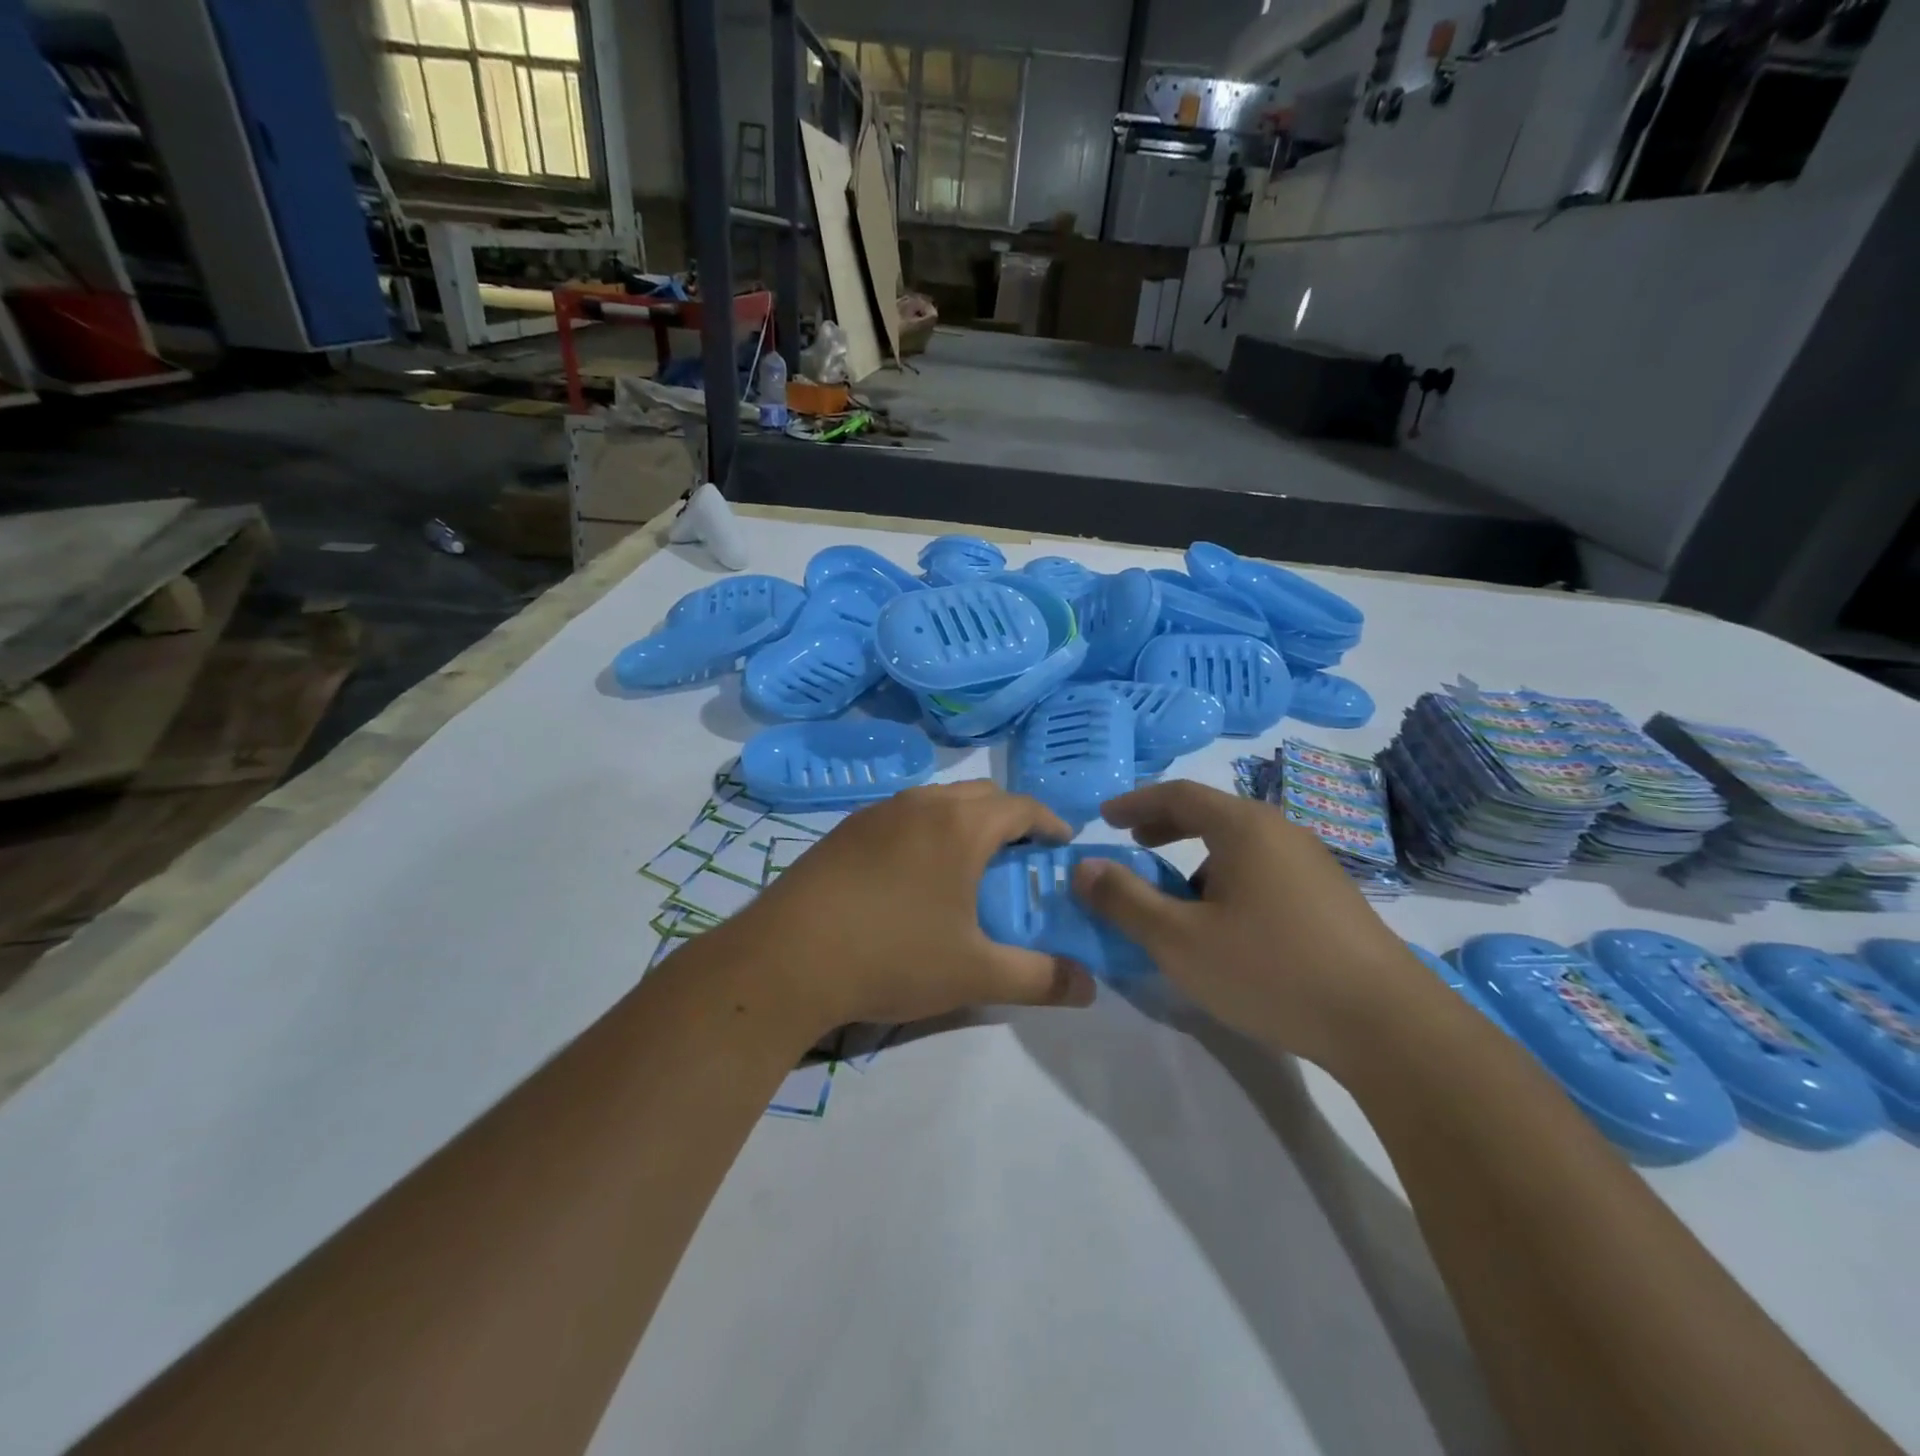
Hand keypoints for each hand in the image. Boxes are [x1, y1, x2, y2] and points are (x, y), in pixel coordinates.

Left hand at [713, 781, 1096, 1036]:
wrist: (787, 959)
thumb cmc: (892, 956)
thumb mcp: (975, 974)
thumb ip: (1040, 978)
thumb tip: (1090, 989)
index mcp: (960, 825)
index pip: (1022, 807)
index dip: (1049, 824)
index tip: (1061, 848)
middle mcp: (920, 804)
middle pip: (981, 795)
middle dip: (1009, 819)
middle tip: (1018, 861)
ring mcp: (876, 813)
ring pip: (937, 801)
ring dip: (964, 822)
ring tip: (968, 867)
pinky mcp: (844, 830)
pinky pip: (901, 816)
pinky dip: (925, 831)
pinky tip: (913, 876)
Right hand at [1071, 780, 1424, 1070]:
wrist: (1386, 1024)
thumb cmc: (1270, 970)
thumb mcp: (1179, 940)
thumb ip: (1125, 900)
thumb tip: (1083, 867)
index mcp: (1244, 828)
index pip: (1178, 794)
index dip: (1135, 802)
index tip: (1104, 817)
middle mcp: (1280, 831)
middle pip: (1212, 813)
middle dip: (1165, 825)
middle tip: (1134, 844)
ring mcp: (1312, 863)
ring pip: (1240, 844)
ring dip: (1198, 857)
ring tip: (1177, 894)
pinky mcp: (1331, 896)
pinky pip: (1264, 868)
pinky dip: (1229, 876)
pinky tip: (1227, 923)